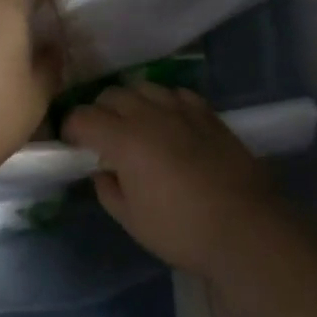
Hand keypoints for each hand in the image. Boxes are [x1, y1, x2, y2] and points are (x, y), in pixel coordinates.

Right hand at [63, 83, 284, 276]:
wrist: (246, 228)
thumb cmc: (181, 230)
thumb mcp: (132, 220)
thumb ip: (108, 191)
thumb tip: (102, 173)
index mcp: (124, 140)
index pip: (83, 117)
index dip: (70, 128)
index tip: (71, 144)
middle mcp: (150, 115)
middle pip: (111, 95)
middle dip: (98, 111)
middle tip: (100, 137)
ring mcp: (182, 111)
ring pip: (144, 87)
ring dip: (130, 102)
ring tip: (133, 125)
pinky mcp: (209, 115)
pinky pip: (176, 94)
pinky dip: (163, 102)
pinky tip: (167, 121)